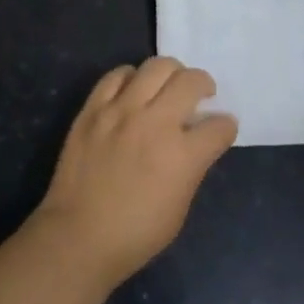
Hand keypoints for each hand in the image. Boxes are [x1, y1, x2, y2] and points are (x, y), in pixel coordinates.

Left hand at [31, 57, 237, 289]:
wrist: (78, 237)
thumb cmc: (135, 234)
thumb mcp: (180, 207)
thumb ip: (192, 167)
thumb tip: (196, 142)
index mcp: (183, 155)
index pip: (219, 125)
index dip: (225, 127)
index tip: (221, 129)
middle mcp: (155, 123)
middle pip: (191, 80)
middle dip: (204, 84)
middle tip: (200, 94)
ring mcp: (121, 111)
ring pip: (156, 66)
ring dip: (171, 73)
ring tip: (168, 86)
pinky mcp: (93, 108)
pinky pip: (117, 75)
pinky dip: (131, 77)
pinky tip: (133, 90)